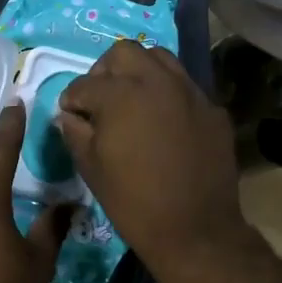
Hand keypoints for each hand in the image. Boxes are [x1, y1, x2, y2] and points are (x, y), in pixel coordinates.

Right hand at [57, 43, 247, 280]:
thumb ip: (75, 132)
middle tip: (101, 99)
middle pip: (123, 53)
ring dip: (140, 72)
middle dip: (105, 72)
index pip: (84, 84)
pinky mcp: (212, 108)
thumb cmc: (133, 201)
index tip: (71, 115)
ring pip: (159, 58)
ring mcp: (189, 91)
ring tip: (133, 100)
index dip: (72, 100)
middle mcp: (156, 81)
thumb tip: (69, 115)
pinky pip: (184, 86)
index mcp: (119, 95)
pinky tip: (164, 120)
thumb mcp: (91, 168)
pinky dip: (168, 93)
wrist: (195, 229)